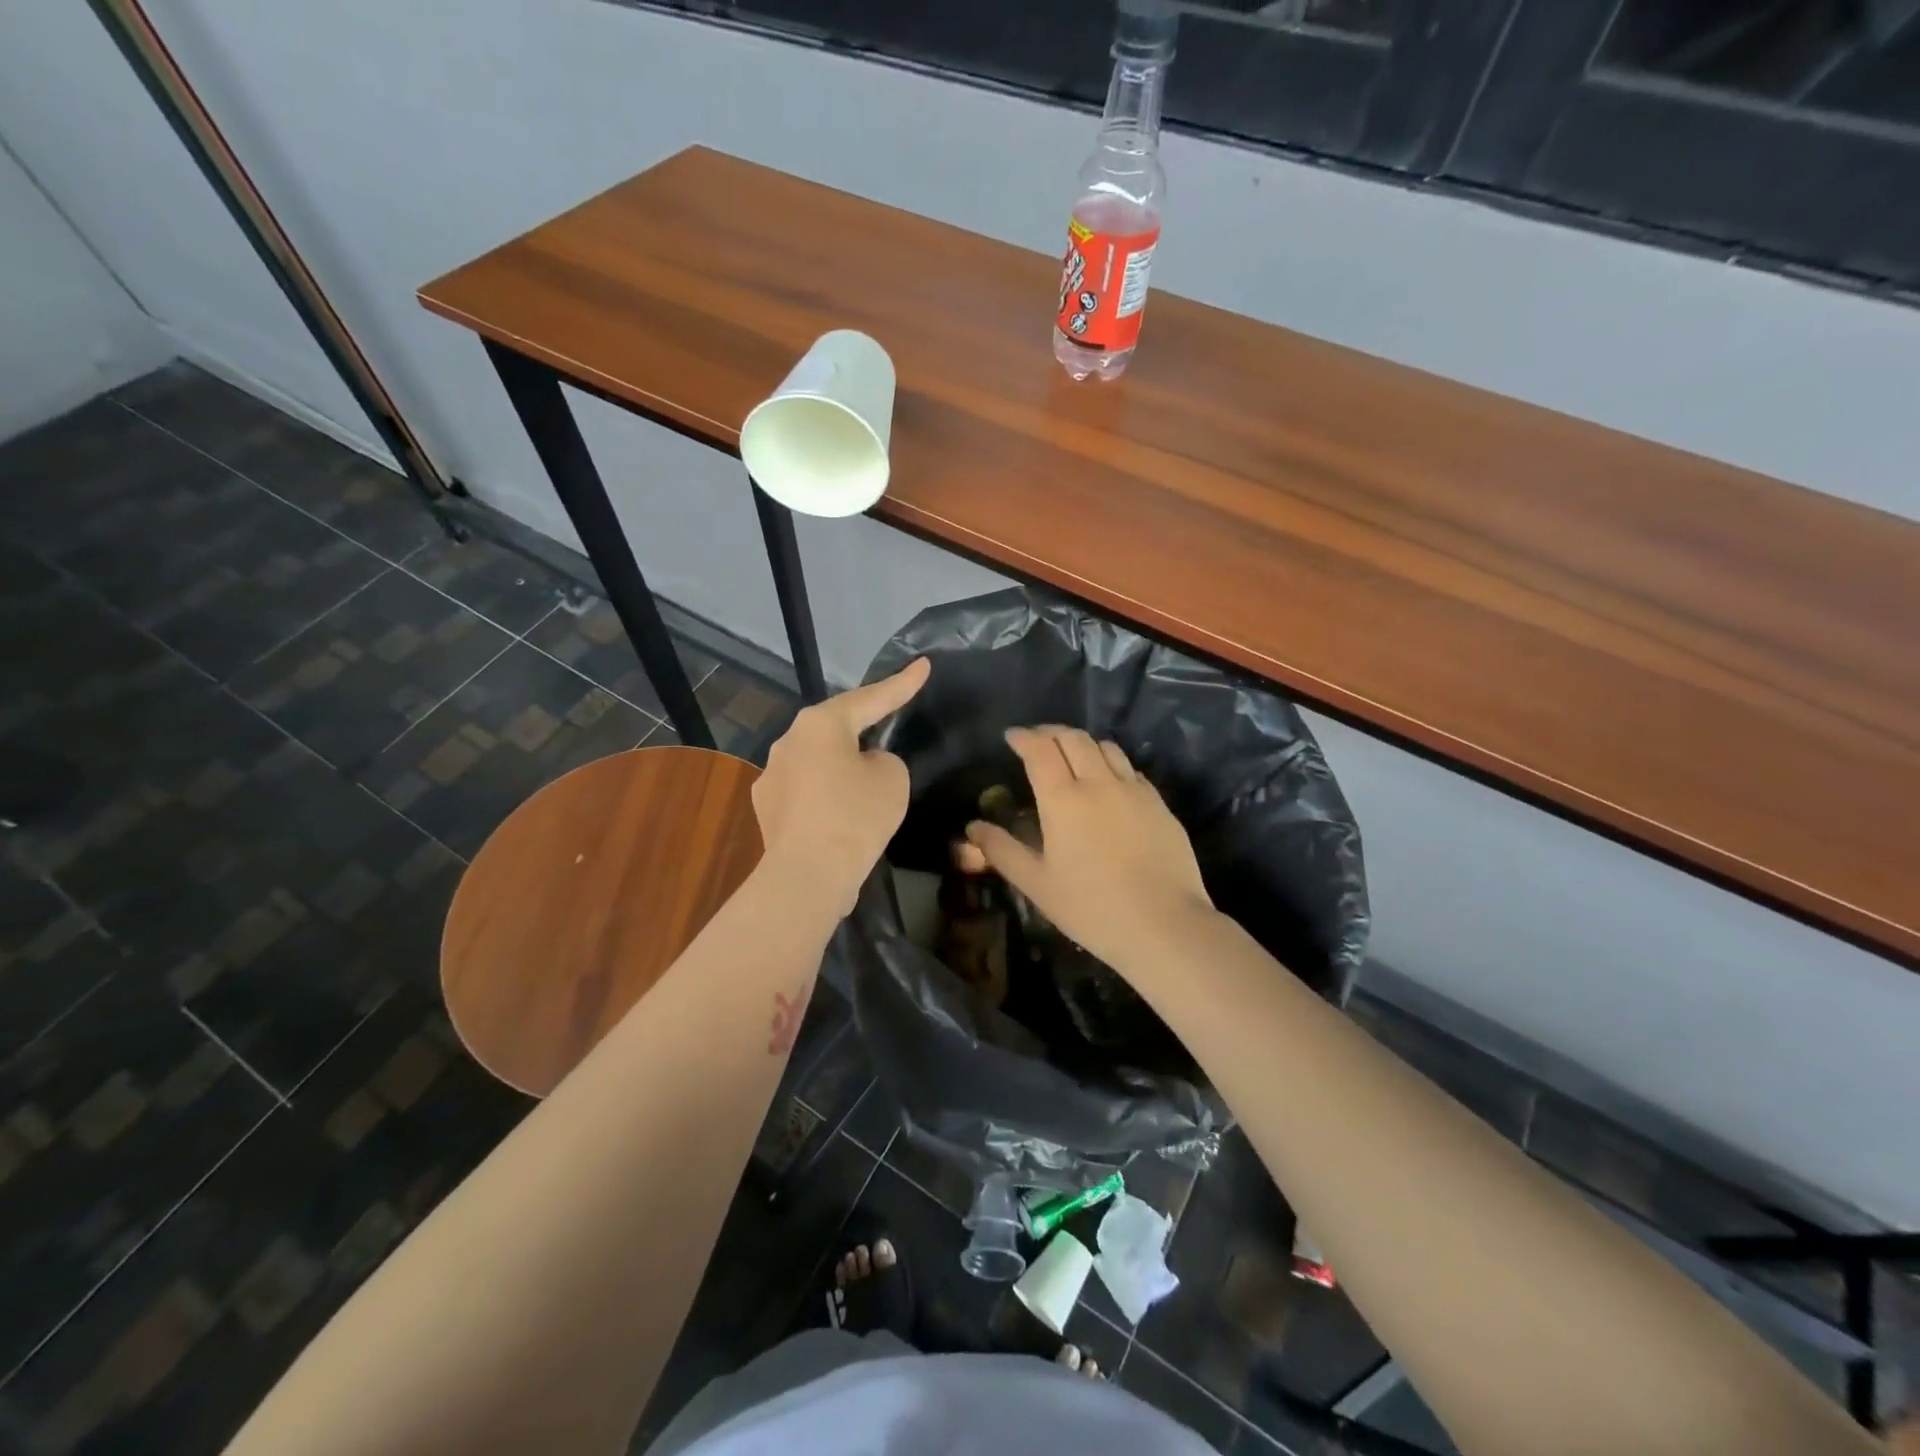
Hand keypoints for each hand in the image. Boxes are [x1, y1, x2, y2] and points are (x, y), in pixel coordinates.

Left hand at [751, 658, 929, 914]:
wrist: (808, 875)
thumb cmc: (855, 817)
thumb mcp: (892, 778)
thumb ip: (884, 759)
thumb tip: (864, 764)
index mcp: (821, 724)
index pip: (870, 698)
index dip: (901, 683)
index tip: (922, 665)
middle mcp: (789, 740)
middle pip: (836, 727)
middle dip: (863, 727)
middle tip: (888, 723)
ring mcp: (772, 773)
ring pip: (818, 759)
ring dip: (840, 766)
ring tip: (863, 785)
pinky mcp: (766, 807)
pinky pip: (805, 789)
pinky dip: (825, 795)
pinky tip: (838, 815)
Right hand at [963, 726, 1212, 974]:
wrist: (1164, 924)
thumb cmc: (1091, 907)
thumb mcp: (1037, 884)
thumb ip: (1002, 851)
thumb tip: (973, 827)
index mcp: (1064, 799)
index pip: (1040, 750)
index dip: (1023, 737)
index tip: (1012, 736)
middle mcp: (1099, 783)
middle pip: (1073, 739)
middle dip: (1050, 732)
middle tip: (1037, 740)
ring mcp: (1134, 791)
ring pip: (1106, 747)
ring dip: (1083, 743)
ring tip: (1072, 755)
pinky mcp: (1159, 804)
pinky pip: (1131, 769)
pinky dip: (1111, 763)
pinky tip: (1109, 782)